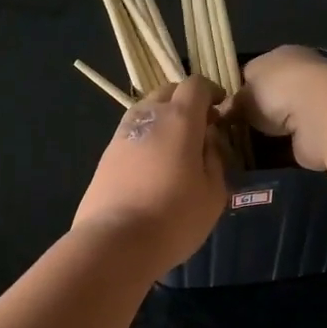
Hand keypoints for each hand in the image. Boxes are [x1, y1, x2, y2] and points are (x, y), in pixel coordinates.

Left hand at [73, 77, 227, 272]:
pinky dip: (147, 138)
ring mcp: (122, 134)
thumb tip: (208, 141)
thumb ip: (215, 158)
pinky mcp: (105, 156)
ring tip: (177, 147)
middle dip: (186, 102)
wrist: (115, 241)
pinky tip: (154, 165)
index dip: (211, 92)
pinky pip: (132, 133)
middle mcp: (147, 117)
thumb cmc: (175, 217)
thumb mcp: (213, 192)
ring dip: (163, 119)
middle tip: (201, 127)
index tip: (221, 110)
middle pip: (167, 92)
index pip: (195, 85)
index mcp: (179, 119)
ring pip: (146, 111)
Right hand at [233, 45, 326, 169]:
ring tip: (243, 150)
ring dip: (270, 133)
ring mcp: (313, 104)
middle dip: (256, 113)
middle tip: (233, 133)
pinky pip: (293, 141)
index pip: (256, 71)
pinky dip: (281, 150)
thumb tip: (222, 113)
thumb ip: (233, 103)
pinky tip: (262, 160)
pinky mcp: (319, 130)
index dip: (240, 89)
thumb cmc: (276, 91)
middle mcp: (301, 76)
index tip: (226, 109)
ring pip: (283, 120)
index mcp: (282, 57)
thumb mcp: (242, 94)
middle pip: (271, 96)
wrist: (319, 115)